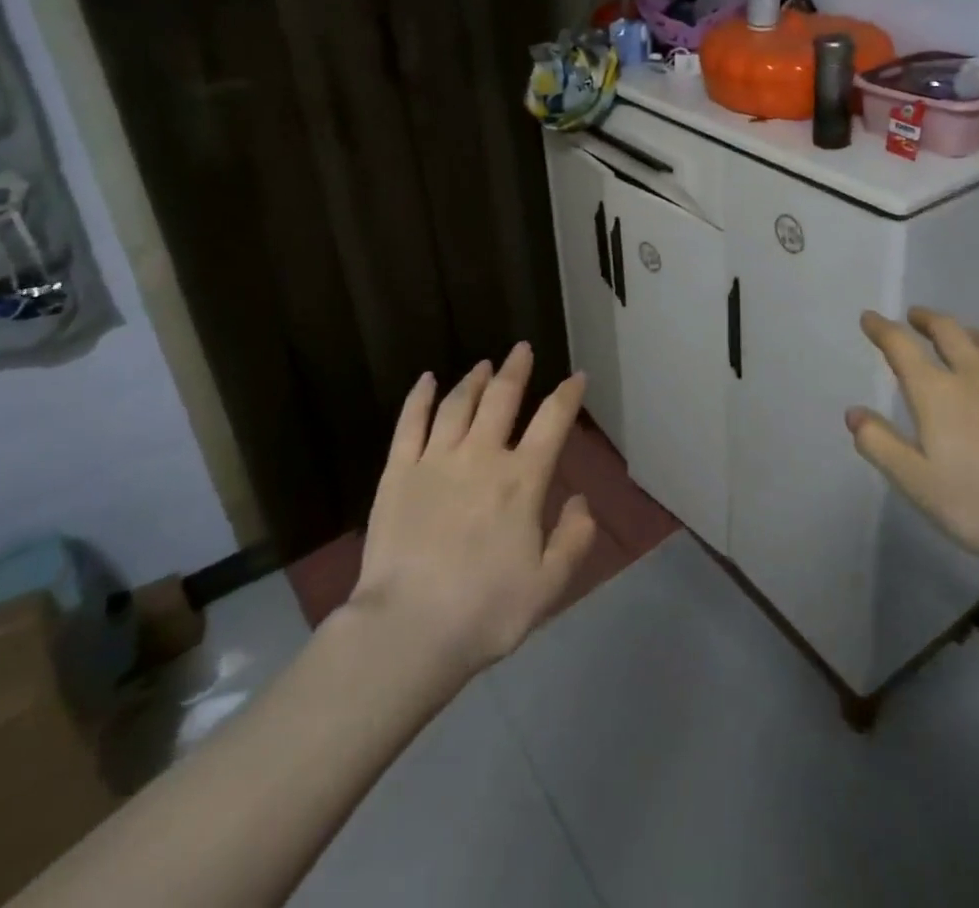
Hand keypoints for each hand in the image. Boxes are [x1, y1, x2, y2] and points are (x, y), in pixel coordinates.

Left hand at [351, 344, 597, 675]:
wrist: (408, 630)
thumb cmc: (485, 612)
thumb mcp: (549, 585)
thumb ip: (574, 539)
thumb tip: (580, 500)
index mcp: (522, 481)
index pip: (552, 422)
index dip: (567, 395)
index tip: (576, 376)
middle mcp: (481, 456)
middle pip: (502, 399)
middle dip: (516, 370)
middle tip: (522, 348)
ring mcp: (435, 460)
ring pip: (458, 404)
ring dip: (474, 379)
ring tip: (484, 365)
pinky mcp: (398, 472)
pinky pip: (410, 423)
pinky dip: (420, 397)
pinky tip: (427, 380)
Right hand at [847, 308, 978, 576]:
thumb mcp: (915, 482)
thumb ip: (879, 444)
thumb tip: (853, 413)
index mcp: (937, 392)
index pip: (901, 346)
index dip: (882, 328)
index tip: (869, 317)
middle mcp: (976, 376)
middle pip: (949, 331)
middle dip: (927, 319)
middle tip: (915, 318)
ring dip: (970, 334)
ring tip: (964, 339)